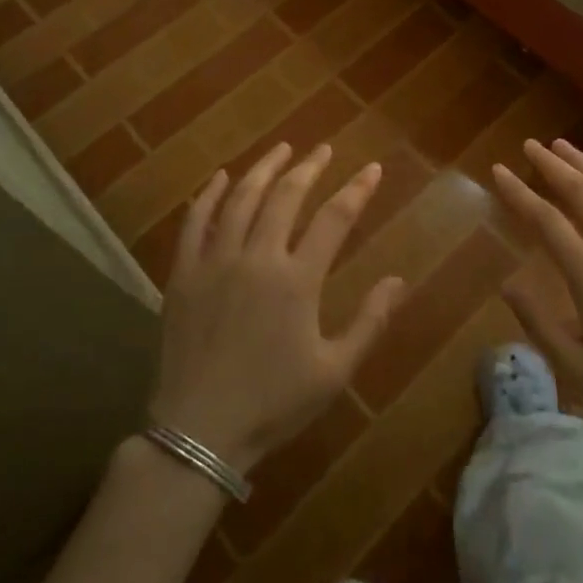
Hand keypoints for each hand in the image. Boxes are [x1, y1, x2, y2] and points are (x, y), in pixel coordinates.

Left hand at [149, 143, 403, 474]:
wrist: (198, 433)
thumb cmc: (273, 404)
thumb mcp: (334, 371)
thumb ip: (369, 322)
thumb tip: (398, 280)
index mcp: (297, 280)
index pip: (334, 218)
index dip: (356, 190)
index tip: (372, 168)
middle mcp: (257, 258)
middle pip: (286, 196)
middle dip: (309, 168)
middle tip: (324, 150)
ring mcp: (216, 262)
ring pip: (241, 199)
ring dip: (264, 169)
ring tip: (282, 149)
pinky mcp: (184, 274)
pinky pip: (195, 222)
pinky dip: (209, 195)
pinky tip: (221, 178)